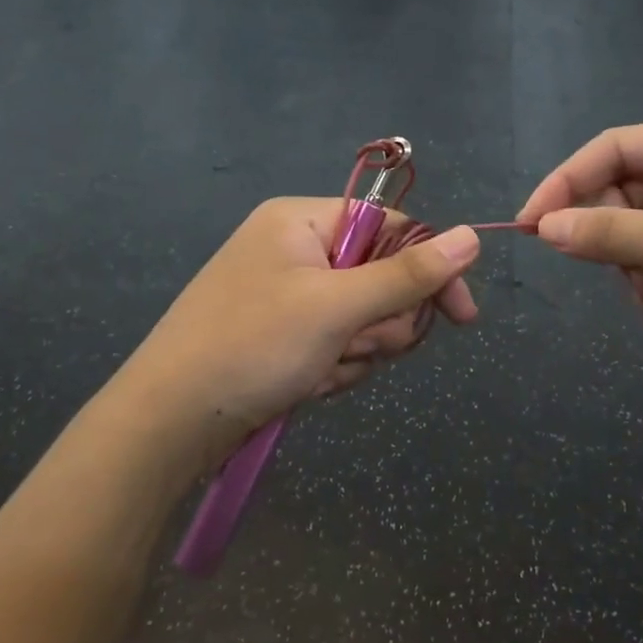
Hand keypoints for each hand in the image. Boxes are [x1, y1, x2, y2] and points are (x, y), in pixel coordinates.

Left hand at [119, 199, 478, 475]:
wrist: (170, 422)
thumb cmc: (253, 346)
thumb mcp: (337, 306)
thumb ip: (408, 274)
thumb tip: (473, 236)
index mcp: (301, 220)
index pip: (392, 228)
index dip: (430, 270)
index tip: (462, 317)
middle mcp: (295, 249)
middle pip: (381, 278)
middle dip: (378, 323)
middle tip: (354, 346)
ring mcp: (288, 295)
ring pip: (363, 319)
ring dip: (355, 352)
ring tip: (319, 372)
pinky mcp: (283, 336)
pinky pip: (337, 345)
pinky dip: (333, 369)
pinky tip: (306, 386)